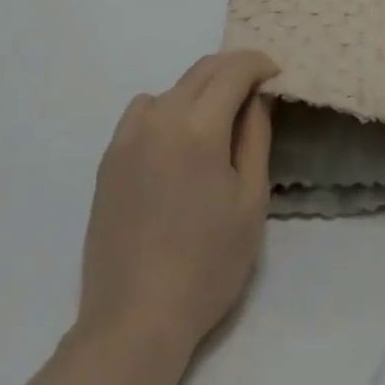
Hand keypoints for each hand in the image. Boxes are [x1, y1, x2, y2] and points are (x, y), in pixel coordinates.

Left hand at [77, 50, 279, 357]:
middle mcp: (160, 117)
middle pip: (202, 71)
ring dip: (200, 89)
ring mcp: (129, 136)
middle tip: (255, 87)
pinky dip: (166, 108)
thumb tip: (256, 97)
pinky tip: (175, 142)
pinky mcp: (110, 157)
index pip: (233, 71)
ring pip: (172, 88)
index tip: (275, 74)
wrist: (134, 320)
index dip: (258, 64)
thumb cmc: (205, 265)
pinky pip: (143, 111)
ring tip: (215, 119)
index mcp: (198, 127)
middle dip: (233, 69)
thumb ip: (255, 138)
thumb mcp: (250, 202)